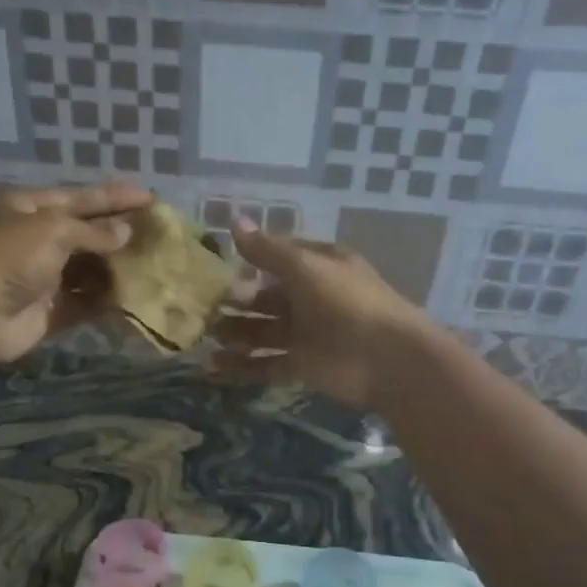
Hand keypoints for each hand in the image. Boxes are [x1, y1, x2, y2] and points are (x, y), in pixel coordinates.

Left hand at [0, 181, 151, 361]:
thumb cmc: (10, 256)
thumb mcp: (52, 229)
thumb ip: (92, 231)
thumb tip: (126, 233)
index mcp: (25, 207)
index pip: (77, 197)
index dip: (113, 197)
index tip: (149, 197)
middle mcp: (31, 239)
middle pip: (83, 233)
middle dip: (117, 233)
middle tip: (156, 232)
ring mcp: (40, 276)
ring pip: (85, 269)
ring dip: (115, 267)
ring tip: (152, 263)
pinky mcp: (48, 310)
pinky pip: (83, 301)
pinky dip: (105, 299)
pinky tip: (134, 295)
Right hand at [211, 219, 430, 407]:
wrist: (386, 358)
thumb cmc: (346, 302)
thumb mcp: (305, 266)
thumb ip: (266, 250)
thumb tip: (232, 220)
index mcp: (318, 267)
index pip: (278, 258)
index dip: (249, 260)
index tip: (214, 266)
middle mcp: (312, 298)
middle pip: (266, 298)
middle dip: (236, 302)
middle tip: (201, 308)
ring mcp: (307, 334)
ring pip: (263, 332)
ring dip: (235, 333)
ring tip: (204, 337)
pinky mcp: (303, 366)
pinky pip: (267, 364)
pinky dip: (243, 366)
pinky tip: (214, 366)